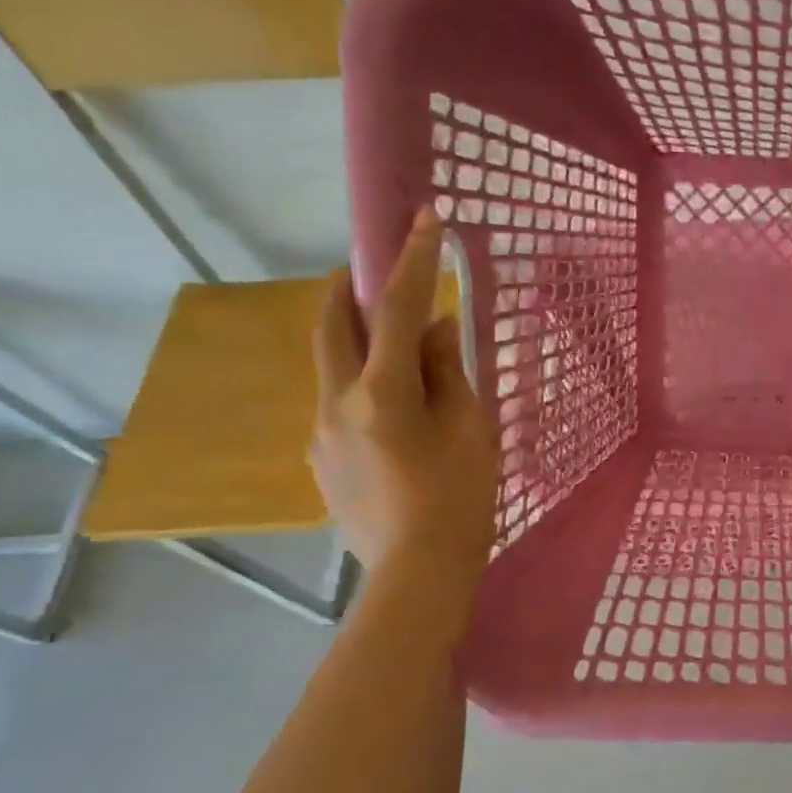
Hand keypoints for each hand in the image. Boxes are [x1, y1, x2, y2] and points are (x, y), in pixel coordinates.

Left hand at [311, 208, 497, 587]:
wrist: (417, 575)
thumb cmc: (458, 502)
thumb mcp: (470, 433)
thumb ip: (449, 376)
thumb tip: (435, 331)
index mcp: (381, 394)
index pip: (394, 310)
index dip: (411, 260)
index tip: (422, 217)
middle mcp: (336, 404)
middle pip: (331, 327)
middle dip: (350, 289)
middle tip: (373, 270)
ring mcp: (321, 434)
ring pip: (332, 368)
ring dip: (357, 342)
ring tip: (397, 351)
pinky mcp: (321, 461)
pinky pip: (338, 404)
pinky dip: (362, 387)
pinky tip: (394, 413)